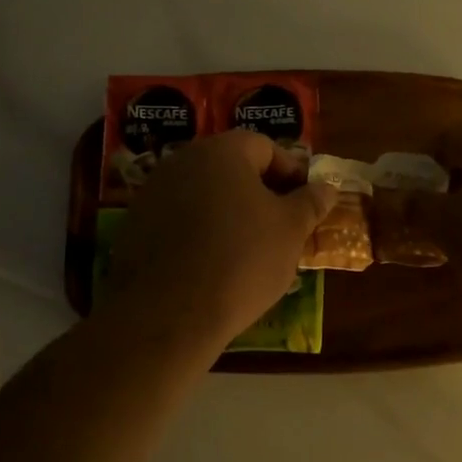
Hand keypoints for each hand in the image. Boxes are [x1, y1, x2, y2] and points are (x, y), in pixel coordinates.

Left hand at [105, 131, 337, 349]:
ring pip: (204, 194)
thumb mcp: (290, 231)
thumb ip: (310, 202)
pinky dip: (199, 233)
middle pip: (231, 168)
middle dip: (260, 192)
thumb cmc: (242, 260)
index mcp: (222, 151)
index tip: (306, 202)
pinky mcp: (135, 226)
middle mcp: (183, 161)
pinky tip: (212, 265)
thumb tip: (326, 187)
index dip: (291, 172)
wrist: (169, 314)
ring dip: (229, 213)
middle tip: (282, 225)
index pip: (265, 147)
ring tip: (250, 248)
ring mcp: (153, 192)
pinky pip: (179, 220)